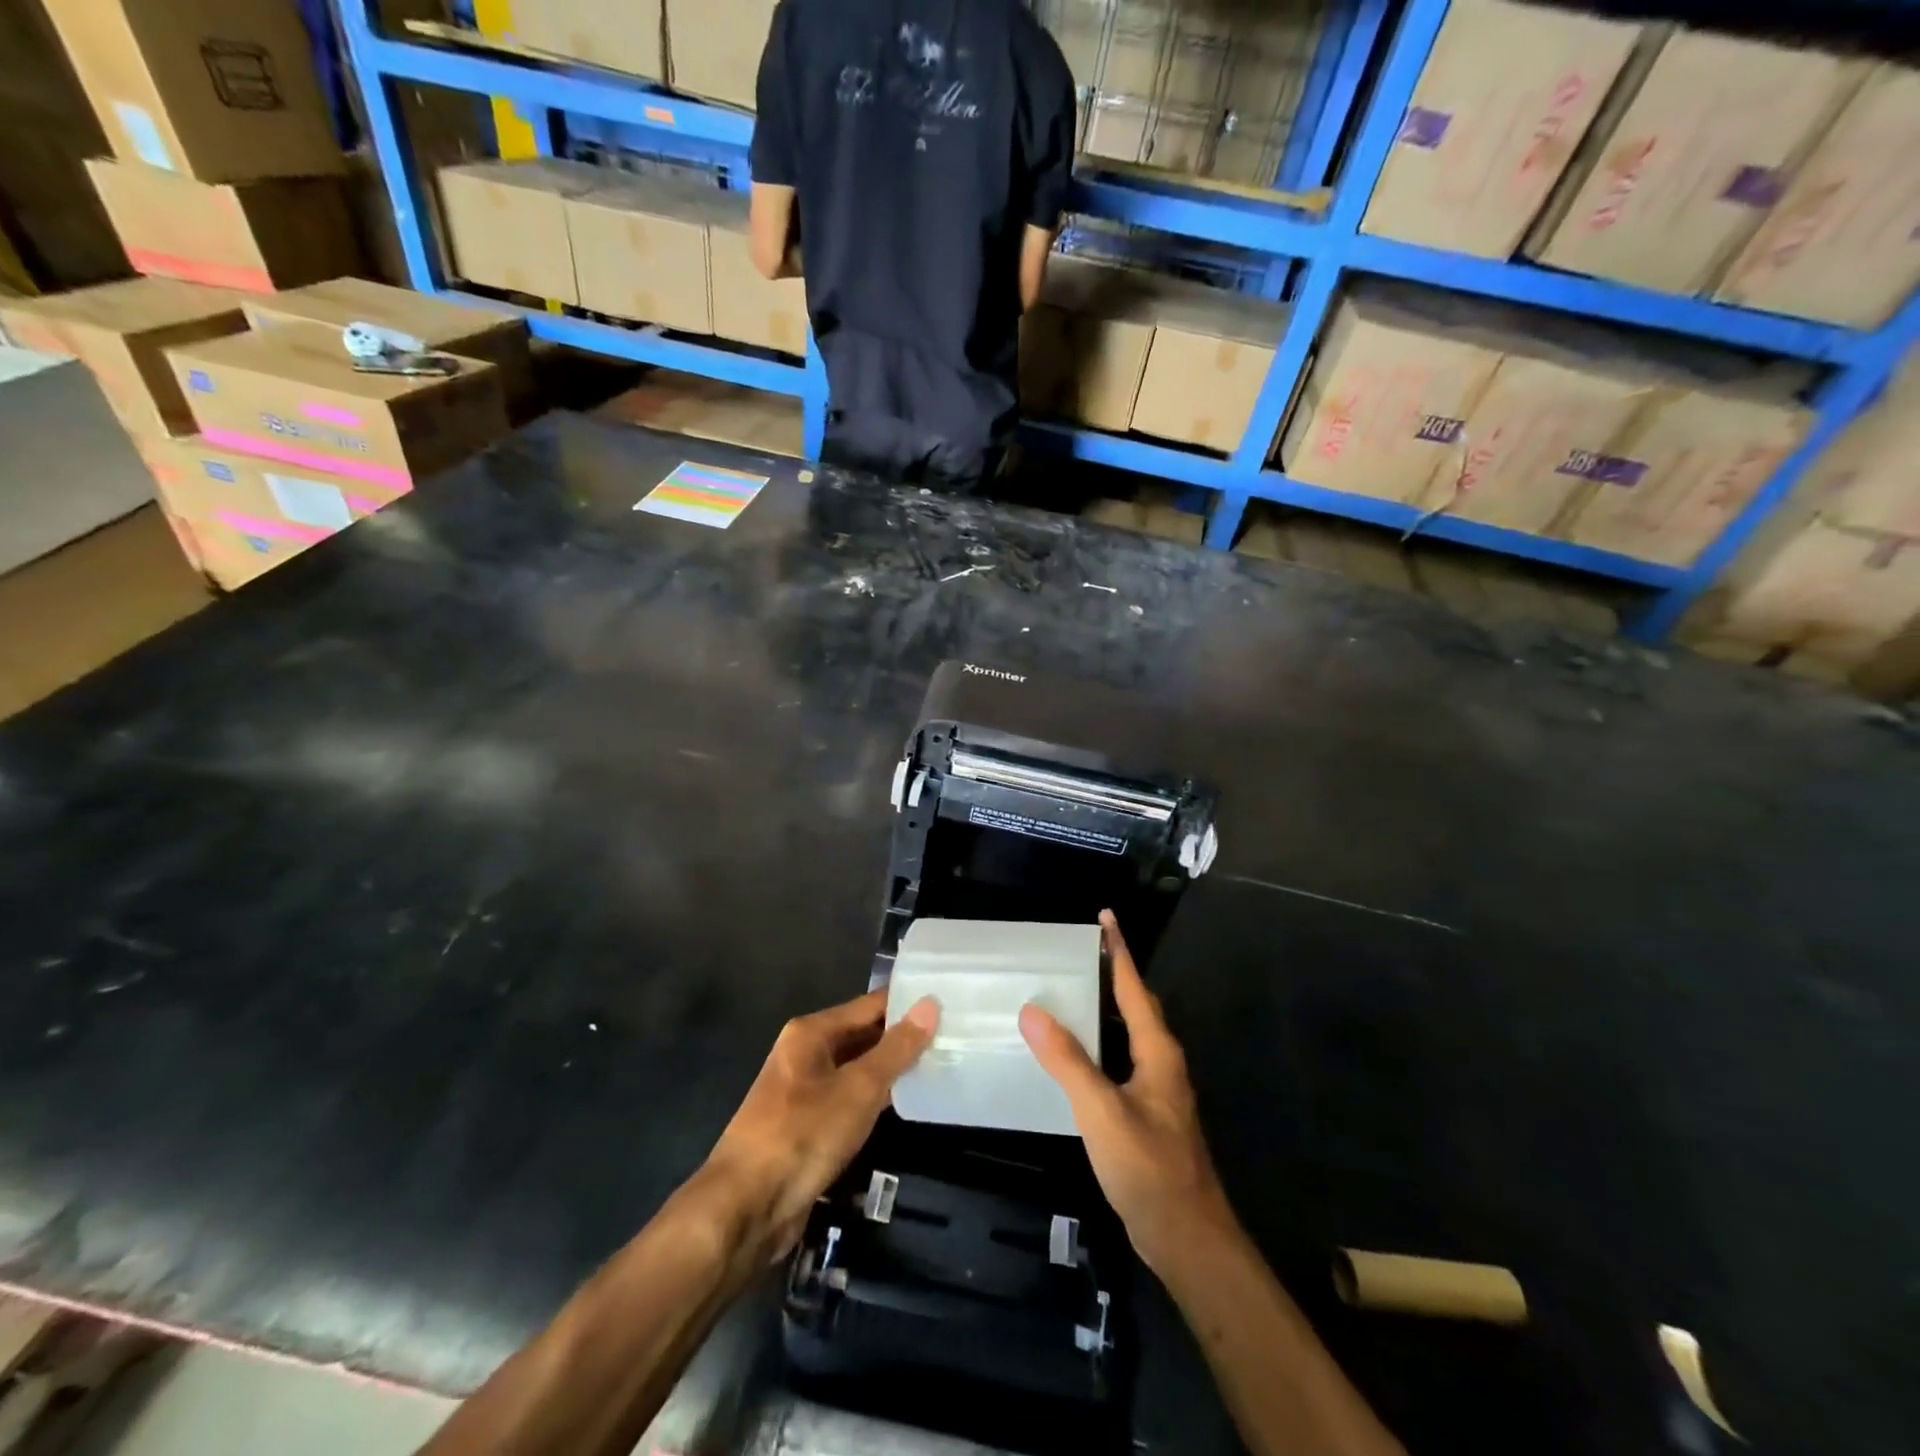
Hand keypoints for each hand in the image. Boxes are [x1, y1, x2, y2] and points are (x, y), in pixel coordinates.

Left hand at [702, 990, 937, 1260]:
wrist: (746, 1207)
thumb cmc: (803, 1134)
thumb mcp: (858, 1088)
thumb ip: (896, 1048)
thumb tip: (930, 1004)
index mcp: (811, 1032)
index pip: (870, 1005)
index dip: (908, 1003)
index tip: (950, 1001)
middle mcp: (806, 1053)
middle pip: (863, 1035)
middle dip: (904, 1037)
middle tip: (955, 1034)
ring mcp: (805, 1091)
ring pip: (858, 1069)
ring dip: (893, 1070)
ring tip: (943, 1063)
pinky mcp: (809, 1126)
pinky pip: (850, 1100)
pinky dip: (877, 1099)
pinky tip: (909, 1102)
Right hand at [1020, 911, 1232, 1272]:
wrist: (1187, 1238)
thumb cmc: (1149, 1167)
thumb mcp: (1102, 1110)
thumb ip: (1067, 1061)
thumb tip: (1032, 1010)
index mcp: (1157, 1052)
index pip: (1134, 988)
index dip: (1119, 952)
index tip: (1106, 918)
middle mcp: (1161, 1063)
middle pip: (1136, 1006)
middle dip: (1113, 973)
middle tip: (1080, 951)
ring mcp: (1156, 1091)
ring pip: (1129, 1034)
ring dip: (1106, 1008)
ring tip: (1070, 992)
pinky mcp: (1146, 1114)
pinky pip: (1120, 1060)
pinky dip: (1099, 1043)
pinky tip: (1074, 1056)